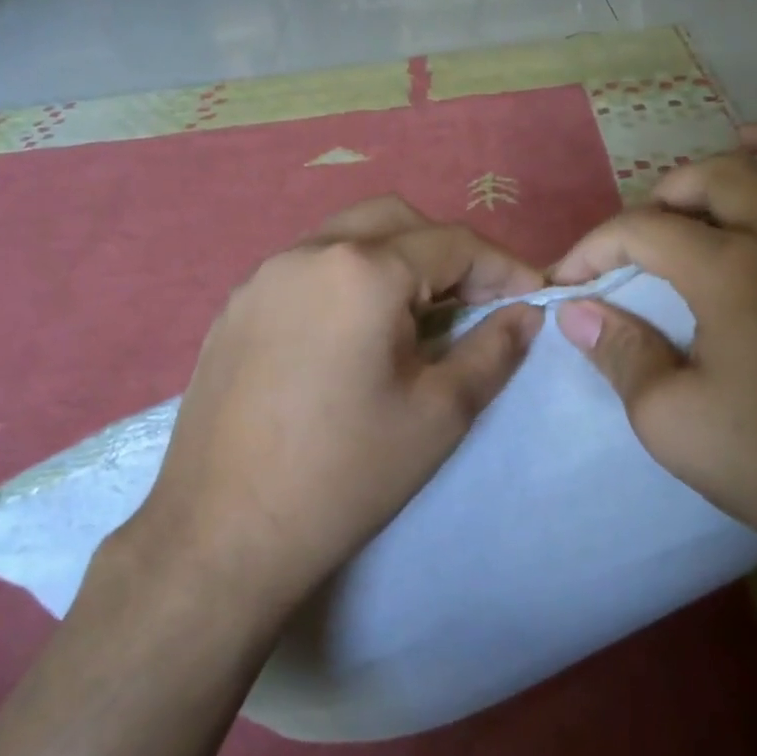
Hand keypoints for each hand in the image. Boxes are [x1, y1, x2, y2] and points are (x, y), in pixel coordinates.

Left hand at [136, 197, 542, 613]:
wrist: (225, 532)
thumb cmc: (347, 474)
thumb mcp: (440, 413)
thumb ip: (493, 350)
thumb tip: (526, 313)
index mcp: (363, 270)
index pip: (453, 244)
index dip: (502, 268)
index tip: (531, 298)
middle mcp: (307, 253)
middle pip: (397, 223)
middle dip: (445, 253)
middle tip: (472, 305)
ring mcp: (262, 278)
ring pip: (346, 238)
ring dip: (393, 262)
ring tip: (415, 320)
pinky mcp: (235, 308)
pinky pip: (305, 270)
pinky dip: (345, 281)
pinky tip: (351, 336)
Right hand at [549, 121, 756, 576]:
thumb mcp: (665, 418)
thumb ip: (619, 353)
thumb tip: (577, 312)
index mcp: (732, 275)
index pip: (643, 231)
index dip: (594, 247)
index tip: (569, 280)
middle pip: (728, 177)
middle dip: (675, 187)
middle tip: (652, 221)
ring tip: (755, 142)